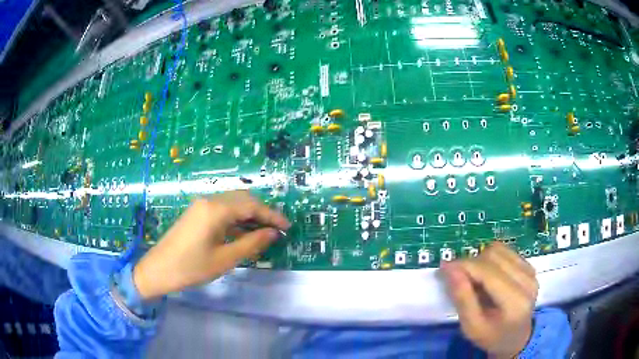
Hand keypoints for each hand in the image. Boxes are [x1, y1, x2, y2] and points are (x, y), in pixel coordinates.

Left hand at [133, 191, 289, 299]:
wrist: (158, 269)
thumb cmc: (191, 267)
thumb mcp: (225, 259)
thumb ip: (251, 243)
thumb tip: (273, 233)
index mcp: (216, 209)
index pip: (252, 205)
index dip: (272, 215)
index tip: (288, 226)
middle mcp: (209, 200)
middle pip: (243, 199)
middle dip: (262, 212)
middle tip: (277, 229)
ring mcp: (201, 205)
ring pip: (232, 203)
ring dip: (249, 214)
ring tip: (264, 231)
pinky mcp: (196, 213)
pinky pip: (222, 210)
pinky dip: (236, 218)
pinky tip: (243, 232)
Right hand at [441, 242, 537, 357]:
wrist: (516, 338)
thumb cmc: (491, 337)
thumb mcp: (471, 327)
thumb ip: (462, 299)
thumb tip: (450, 269)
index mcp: (515, 302)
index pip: (488, 273)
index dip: (465, 266)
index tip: (444, 267)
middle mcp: (527, 281)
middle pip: (493, 256)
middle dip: (471, 264)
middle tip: (458, 278)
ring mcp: (531, 271)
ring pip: (499, 249)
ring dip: (481, 260)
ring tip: (475, 279)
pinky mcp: (529, 266)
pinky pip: (505, 251)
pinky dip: (491, 259)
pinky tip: (488, 275)